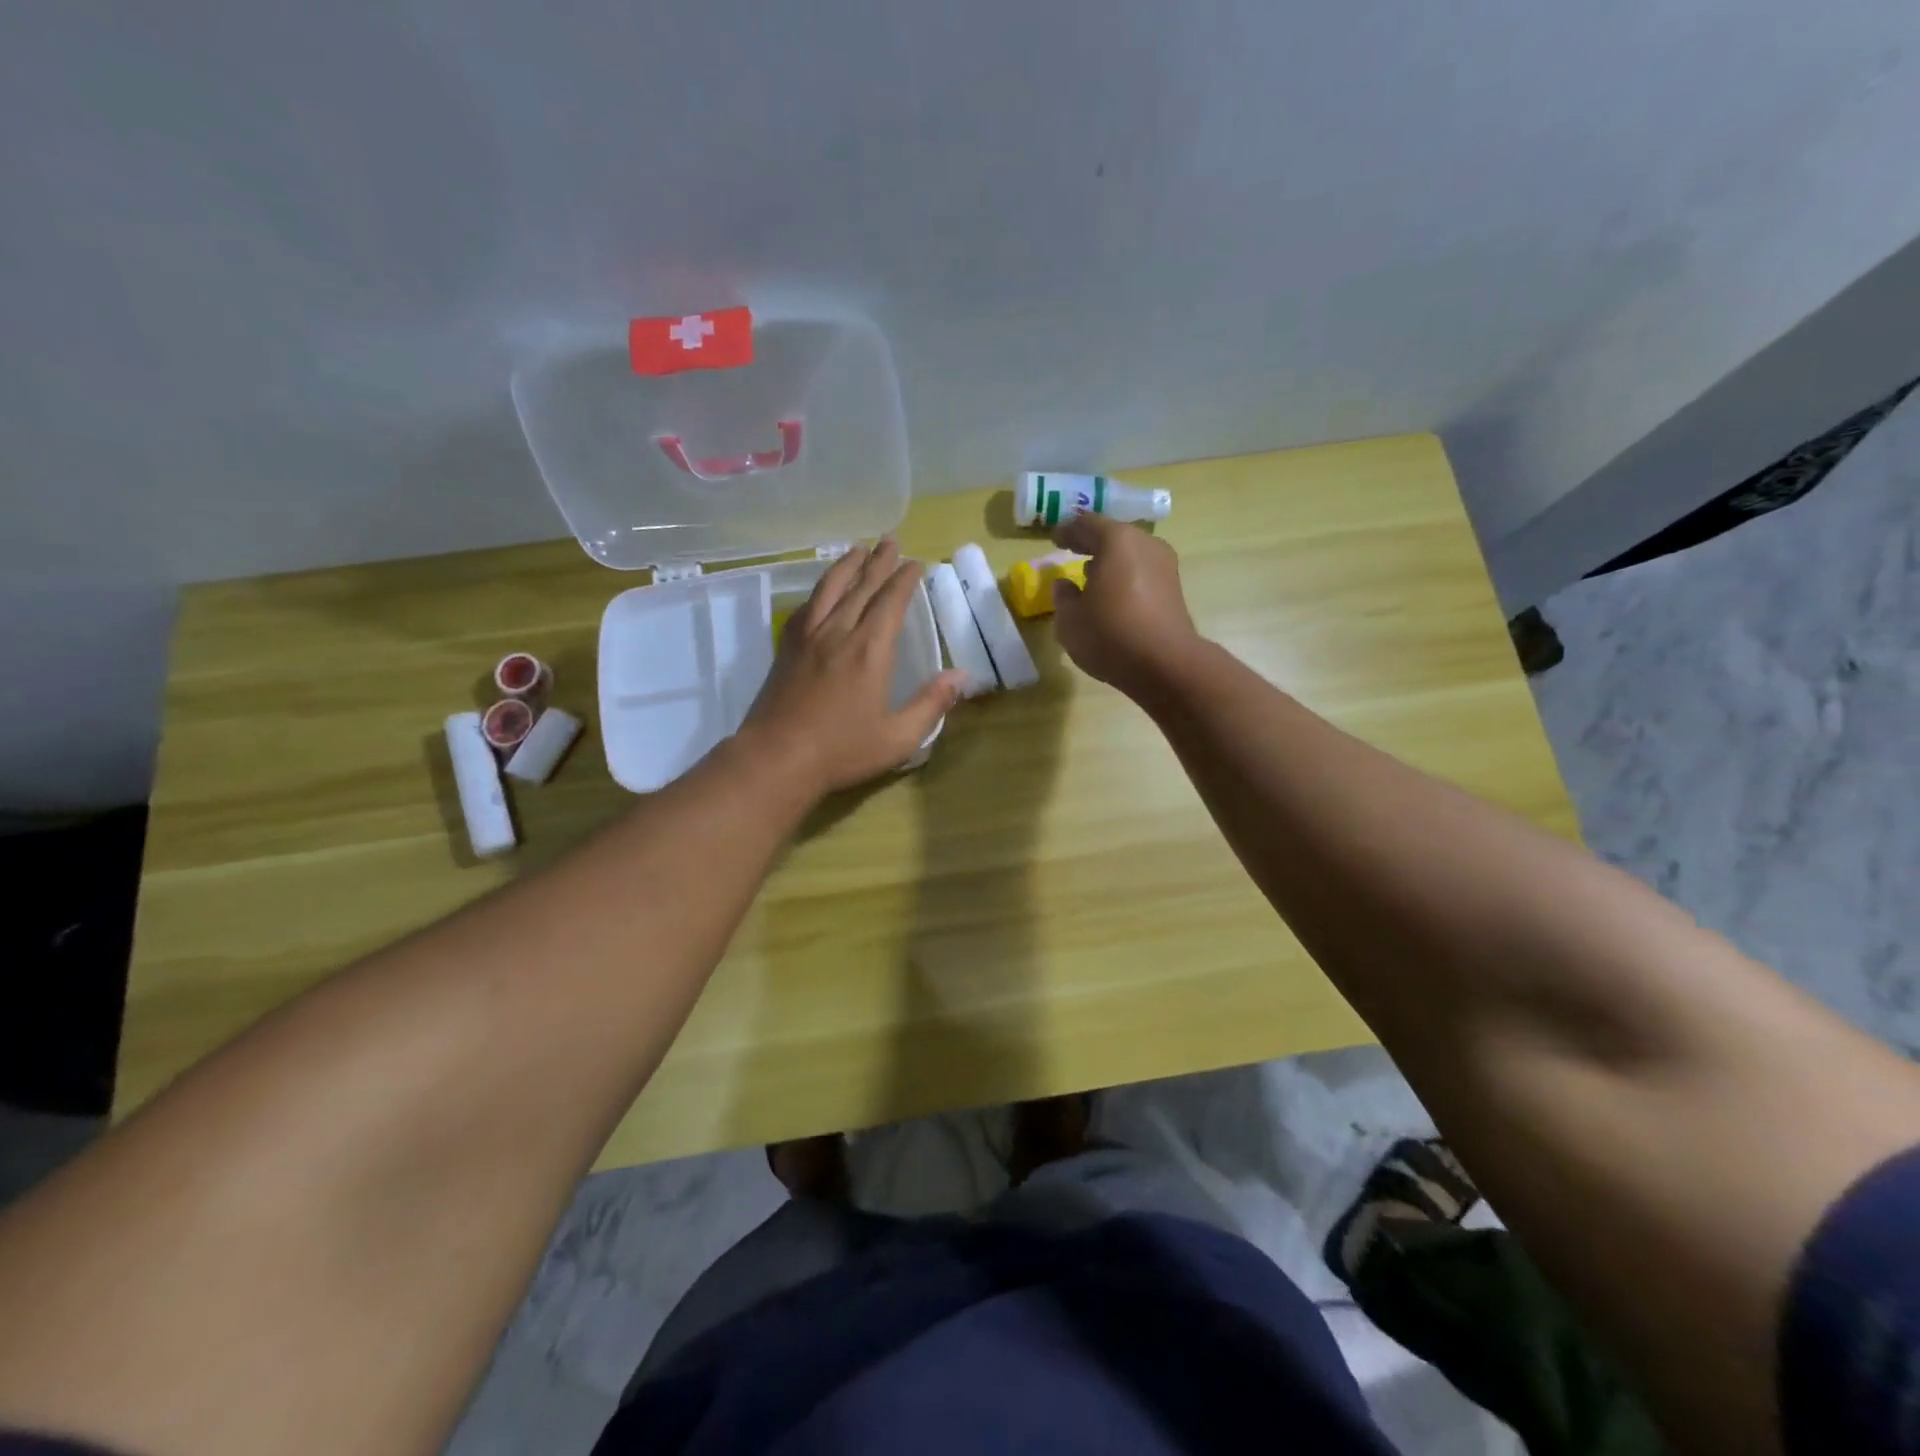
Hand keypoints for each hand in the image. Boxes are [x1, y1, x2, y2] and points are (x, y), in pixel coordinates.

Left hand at [742, 539, 964, 795]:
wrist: (776, 758)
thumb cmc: (842, 751)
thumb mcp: (898, 737)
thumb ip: (932, 704)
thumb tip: (963, 676)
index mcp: (870, 651)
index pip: (890, 602)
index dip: (904, 580)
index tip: (915, 563)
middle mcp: (839, 633)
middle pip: (861, 587)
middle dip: (878, 562)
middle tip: (890, 540)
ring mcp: (808, 638)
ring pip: (829, 589)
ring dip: (846, 566)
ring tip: (858, 548)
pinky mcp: (787, 648)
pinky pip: (806, 607)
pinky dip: (820, 591)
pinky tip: (823, 590)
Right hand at [1049, 513, 1199, 698]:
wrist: (1166, 664)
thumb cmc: (1110, 634)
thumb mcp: (1070, 620)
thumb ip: (1063, 597)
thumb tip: (1065, 585)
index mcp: (1117, 541)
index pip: (1086, 524)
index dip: (1068, 531)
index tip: (1055, 539)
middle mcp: (1145, 544)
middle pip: (1114, 536)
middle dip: (1092, 544)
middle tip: (1073, 552)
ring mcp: (1165, 566)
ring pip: (1130, 555)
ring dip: (1110, 563)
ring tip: (1091, 577)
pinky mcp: (1174, 590)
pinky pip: (1142, 574)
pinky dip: (1125, 578)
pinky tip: (1112, 596)